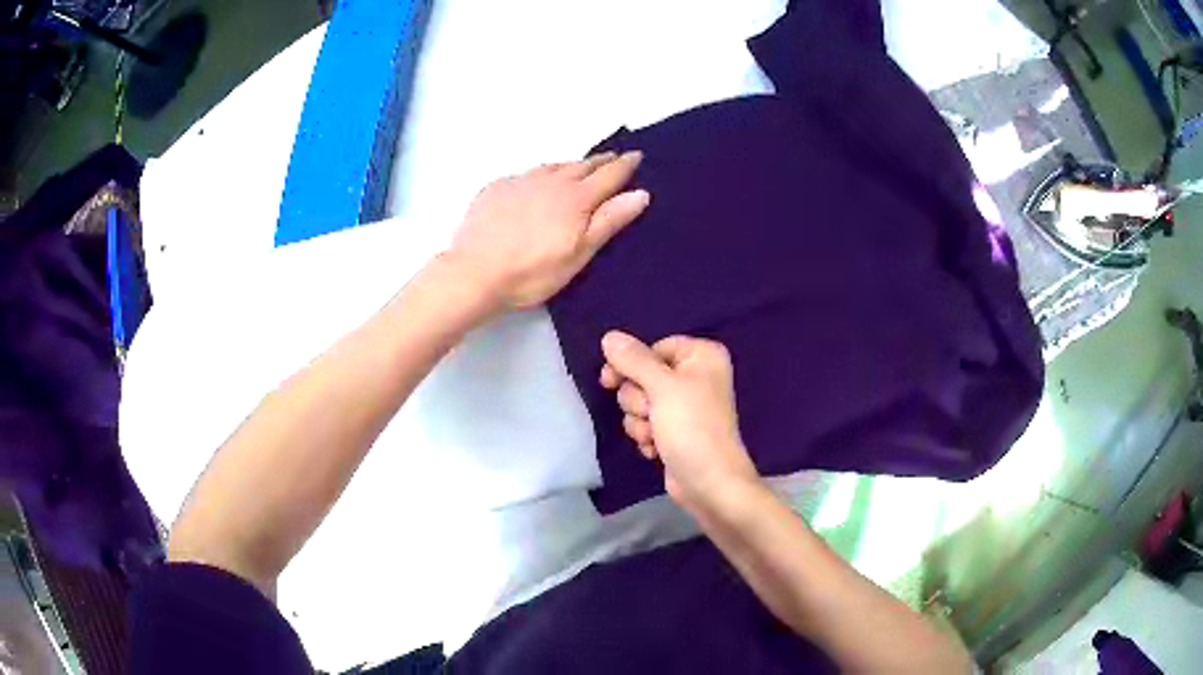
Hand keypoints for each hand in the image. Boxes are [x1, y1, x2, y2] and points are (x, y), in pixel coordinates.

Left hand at [448, 151, 649, 311]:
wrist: (474, 272)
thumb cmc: (532, 271)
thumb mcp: (579, 253)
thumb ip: (609, 221)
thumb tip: (640, 193)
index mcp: (576, 198)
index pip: (608, 175)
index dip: (625, 165)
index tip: (637, 155)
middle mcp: (551, 181)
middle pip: (581, 165)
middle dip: (600, 161)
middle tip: (613, 157)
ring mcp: (521, 181)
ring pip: (553, 166)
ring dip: (571, 165)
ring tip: (579, 166)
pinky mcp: (497, 188)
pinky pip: (527, 174)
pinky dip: (541, 174)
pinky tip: (538, 183)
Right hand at [600, 331, 760, 510]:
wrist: (709, 483)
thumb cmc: (692, 428)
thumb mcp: (662, 388)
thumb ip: (634, 360)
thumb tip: (609, 336)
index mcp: (701, 356)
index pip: (653, 347)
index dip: (633, 365)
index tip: (611, 380)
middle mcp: (695, 377)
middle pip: (643, 376)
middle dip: (639, 400)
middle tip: (651, 414)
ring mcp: (684, 407)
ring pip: (639, 402)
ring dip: (640, 422)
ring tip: (656, 436)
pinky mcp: (674, 431)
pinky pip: (646, 423)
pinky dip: (647, 437)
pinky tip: (657, 450)